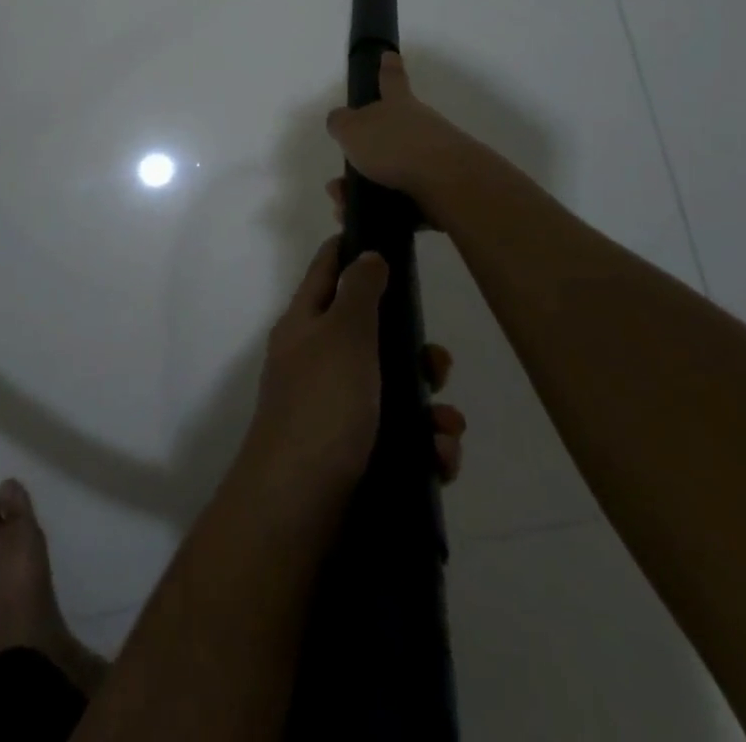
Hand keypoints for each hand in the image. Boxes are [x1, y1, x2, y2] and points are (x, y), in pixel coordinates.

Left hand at [239, 236, 467, 516]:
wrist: (299, 508)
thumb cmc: (322, 406)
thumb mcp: (342, 335)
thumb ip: (359, 293)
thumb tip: (367, 253)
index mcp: (306, 324)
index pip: (328, 269)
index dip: (353, 248)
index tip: (389, 236)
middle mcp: (319, 361)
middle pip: (374, 336)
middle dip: (415, 351)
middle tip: (439, 365)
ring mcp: (337, 410)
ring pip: (396, 392)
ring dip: (430, 408)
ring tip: (446, 429)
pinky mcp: (357, 455)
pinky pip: (401, 439)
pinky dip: (425, 447)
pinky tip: (440, 460)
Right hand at [325, 51, 485, 225]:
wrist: (447, 184)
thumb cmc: (395, 147)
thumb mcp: (352, 129)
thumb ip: (341, 122)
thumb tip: (340, 120)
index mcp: (397, 105)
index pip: (391, 79)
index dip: (387, 68)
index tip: (389, 54)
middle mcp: (418, 126)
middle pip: (387, 135)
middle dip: (361, 157)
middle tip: (339, 182)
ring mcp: (433, 159)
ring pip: (390, 173)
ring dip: (362, 190)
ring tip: (344, 208)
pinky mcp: (440, 191)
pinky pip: (402, 200)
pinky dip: (381, 210)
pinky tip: (364, 222)